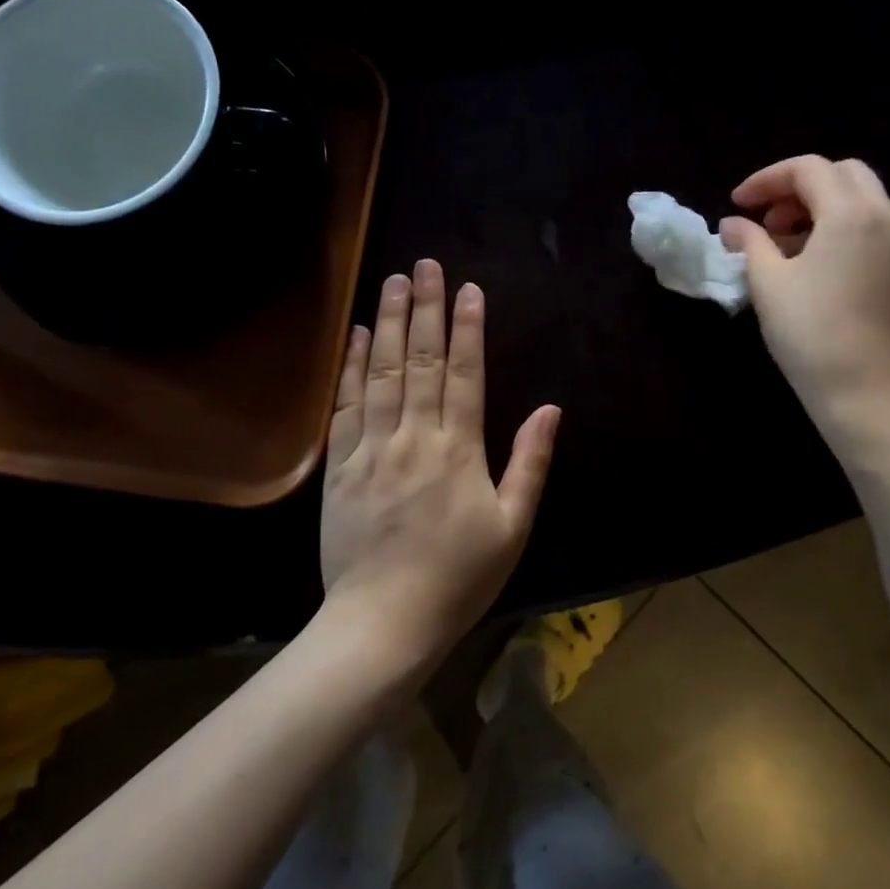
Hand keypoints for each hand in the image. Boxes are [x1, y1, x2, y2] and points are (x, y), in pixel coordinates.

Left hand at [320, 260, 560, 669]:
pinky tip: (359, 336)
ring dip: (390, 324)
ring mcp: (373, 449)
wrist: (383, 623)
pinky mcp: (340, 467)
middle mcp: (415, 437)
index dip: (468, 327)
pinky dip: (352, 367)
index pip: (465, 373)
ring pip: (383, 373)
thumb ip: (530, 463)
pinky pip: (346, 407)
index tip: (469, 288)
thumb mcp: (513, 527)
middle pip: (422, 361)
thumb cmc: (459, 578)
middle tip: (424, 264)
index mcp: (460, 450)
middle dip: (426, 309)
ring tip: (393, 282)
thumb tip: (550, 409)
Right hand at [720, 156, 889, 444]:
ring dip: (819, 207)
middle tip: (767, 218)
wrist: (866, 392)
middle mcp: (884, 218)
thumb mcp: (768, 283)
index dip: (766, 179)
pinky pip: (871, 227)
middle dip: (798, 186)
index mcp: (851, 214)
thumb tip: (732, 224)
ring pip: (860, 199)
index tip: (738, 204)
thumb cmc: (810, 333)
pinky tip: (812, 264)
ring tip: (783, 243)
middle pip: (842, 174)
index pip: (808, 169)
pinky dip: (839, 227)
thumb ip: (750, 242)